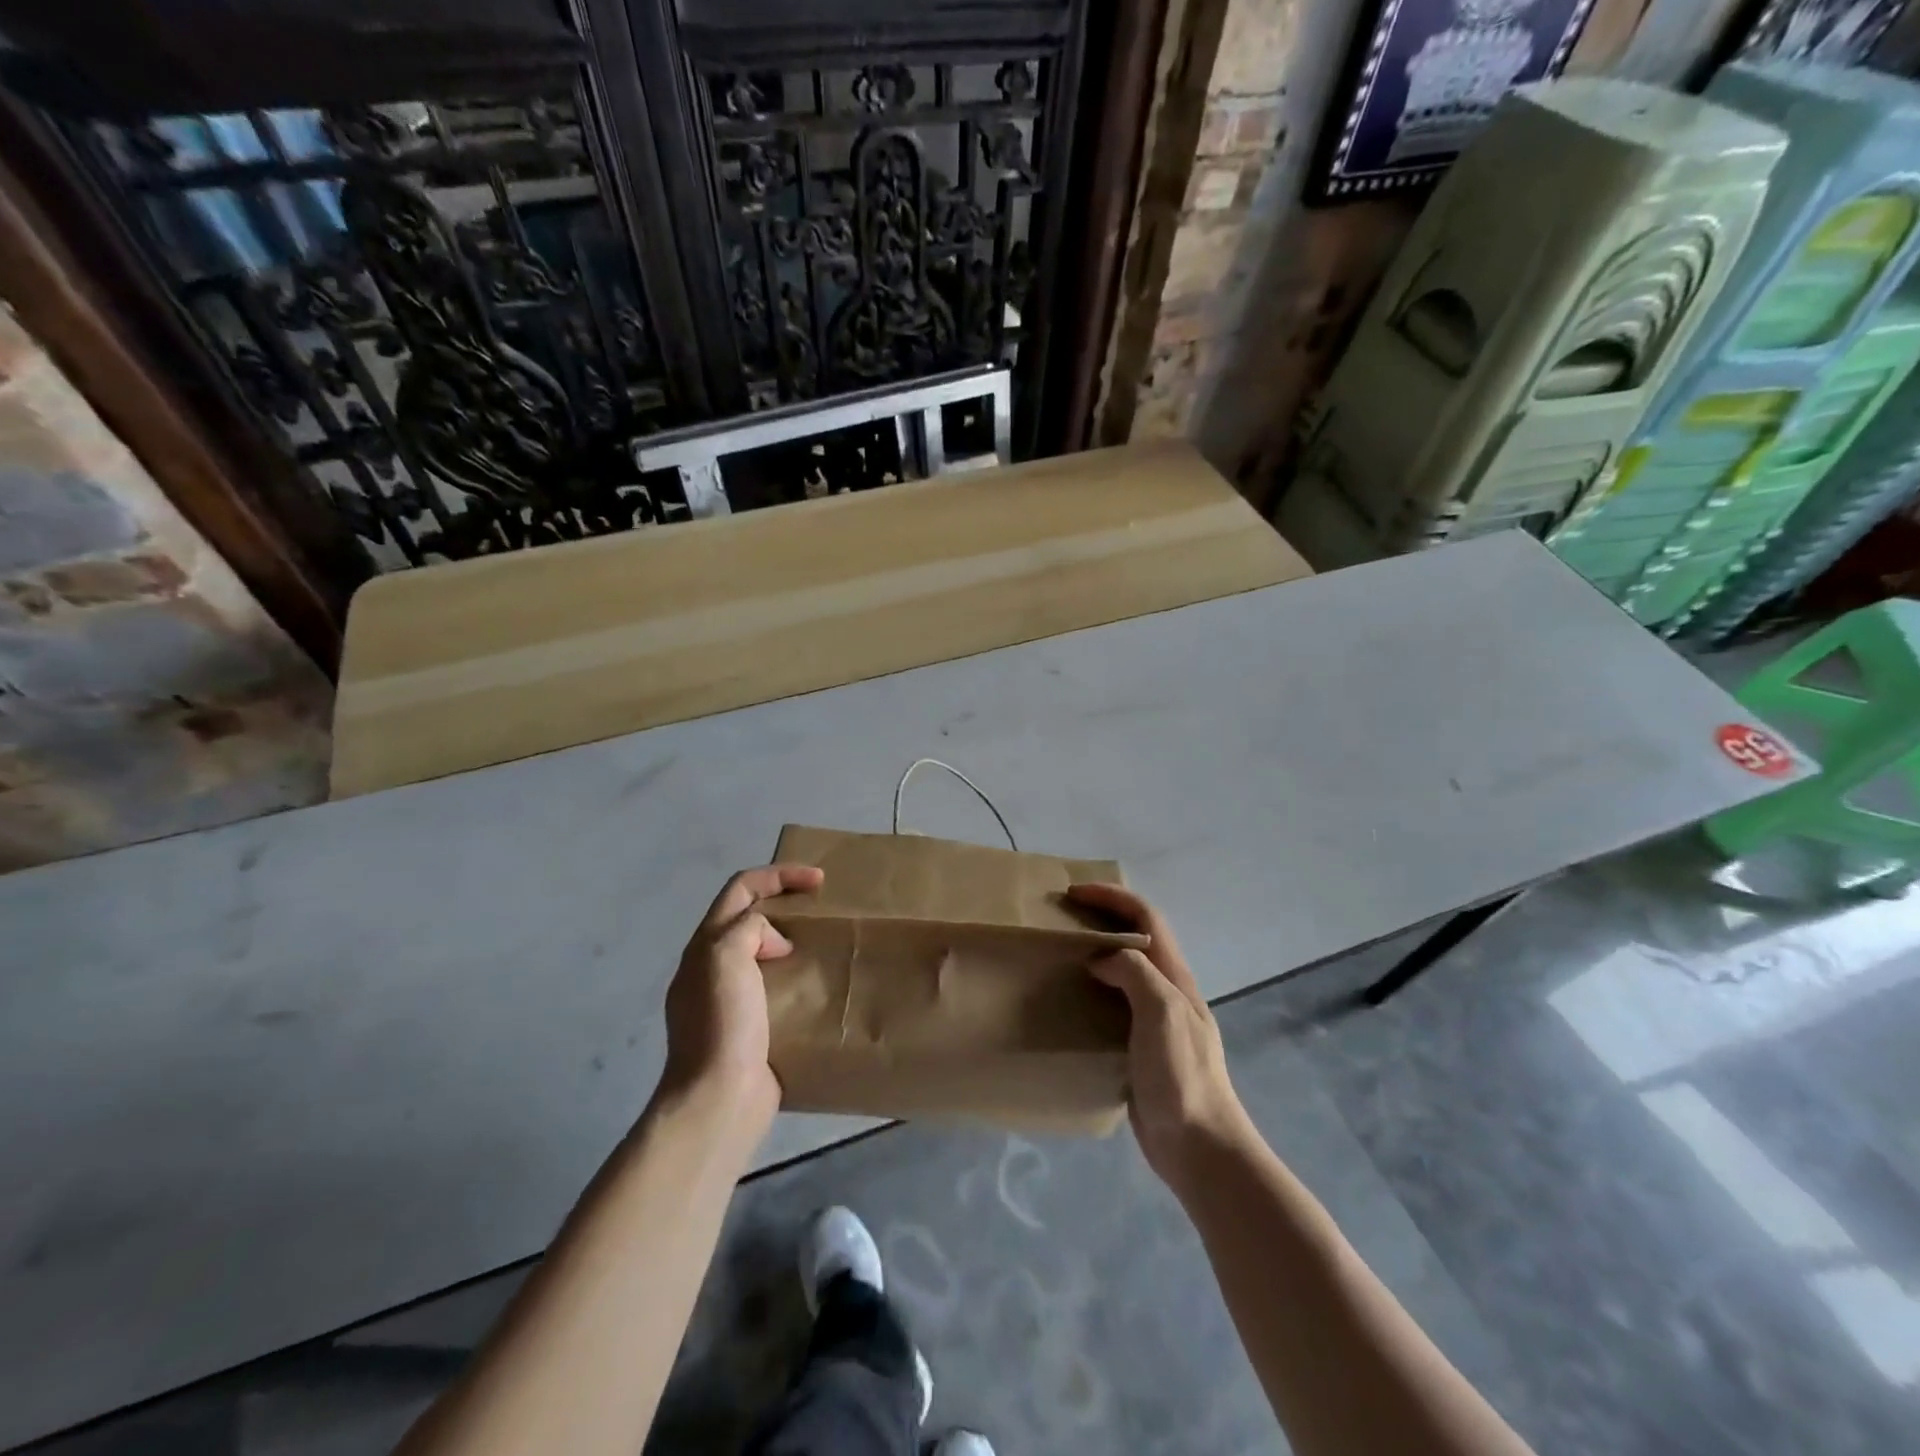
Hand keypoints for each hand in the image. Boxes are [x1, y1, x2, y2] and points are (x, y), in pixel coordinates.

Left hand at [660, 863, 823, 1130]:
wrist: (719, 1099)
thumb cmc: (722, 1023)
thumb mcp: (725, 956)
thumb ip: (748, 928)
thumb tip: (774, 941)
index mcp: (705, 945)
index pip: (741, 889)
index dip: (779, 875)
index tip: (818, 881)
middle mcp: (712, 967)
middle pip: (749, 917)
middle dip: (785, 903)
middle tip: (822, 908)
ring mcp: (730, 1000)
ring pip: (763, 952)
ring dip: (793, 940)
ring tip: (825, 943)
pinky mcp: (751, 1028)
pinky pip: (775, 987)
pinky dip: (796, 977)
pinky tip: (819, 985)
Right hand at [1068, 883, 1248, 1187]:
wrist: (1200, 1149)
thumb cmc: (1182, 1076)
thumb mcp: (1162, 1012)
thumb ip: (1134, 973)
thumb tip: (1101, 958)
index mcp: (1175, 977)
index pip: (1146, 917)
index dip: (1112, 897)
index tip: (1073, 893)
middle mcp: (1167, 991)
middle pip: (1136, 938)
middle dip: (1102, 919)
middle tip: (1061, 921)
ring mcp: (1155, 1021)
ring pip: (1124, 971)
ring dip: (1095, 954)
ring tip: (1058, 958)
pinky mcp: (1141, 1049)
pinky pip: (1114, 1006)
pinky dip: (1092, 991)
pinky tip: (1069, 1005)